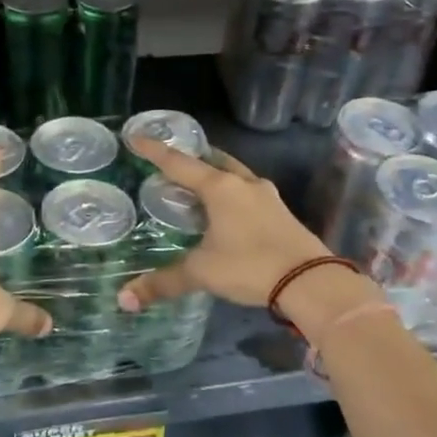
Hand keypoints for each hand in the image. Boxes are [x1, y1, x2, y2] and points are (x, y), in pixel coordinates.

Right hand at [117, 138, 329, 312]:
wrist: (311, 281)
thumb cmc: (250, 266)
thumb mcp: (202, 273)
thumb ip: (164, 282)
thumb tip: (125, 299)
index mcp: (220, 188)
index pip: (179, 163)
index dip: (155, 151)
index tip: (137, 137)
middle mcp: (244, 184)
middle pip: (213, 162)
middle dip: (192, 160)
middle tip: (172, 163)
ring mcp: (267, 197)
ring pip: (235, 176)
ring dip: (216, 175)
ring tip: (198, 185)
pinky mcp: (281, 213)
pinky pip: (249, 194)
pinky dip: (232, 195)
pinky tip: (228, 211)